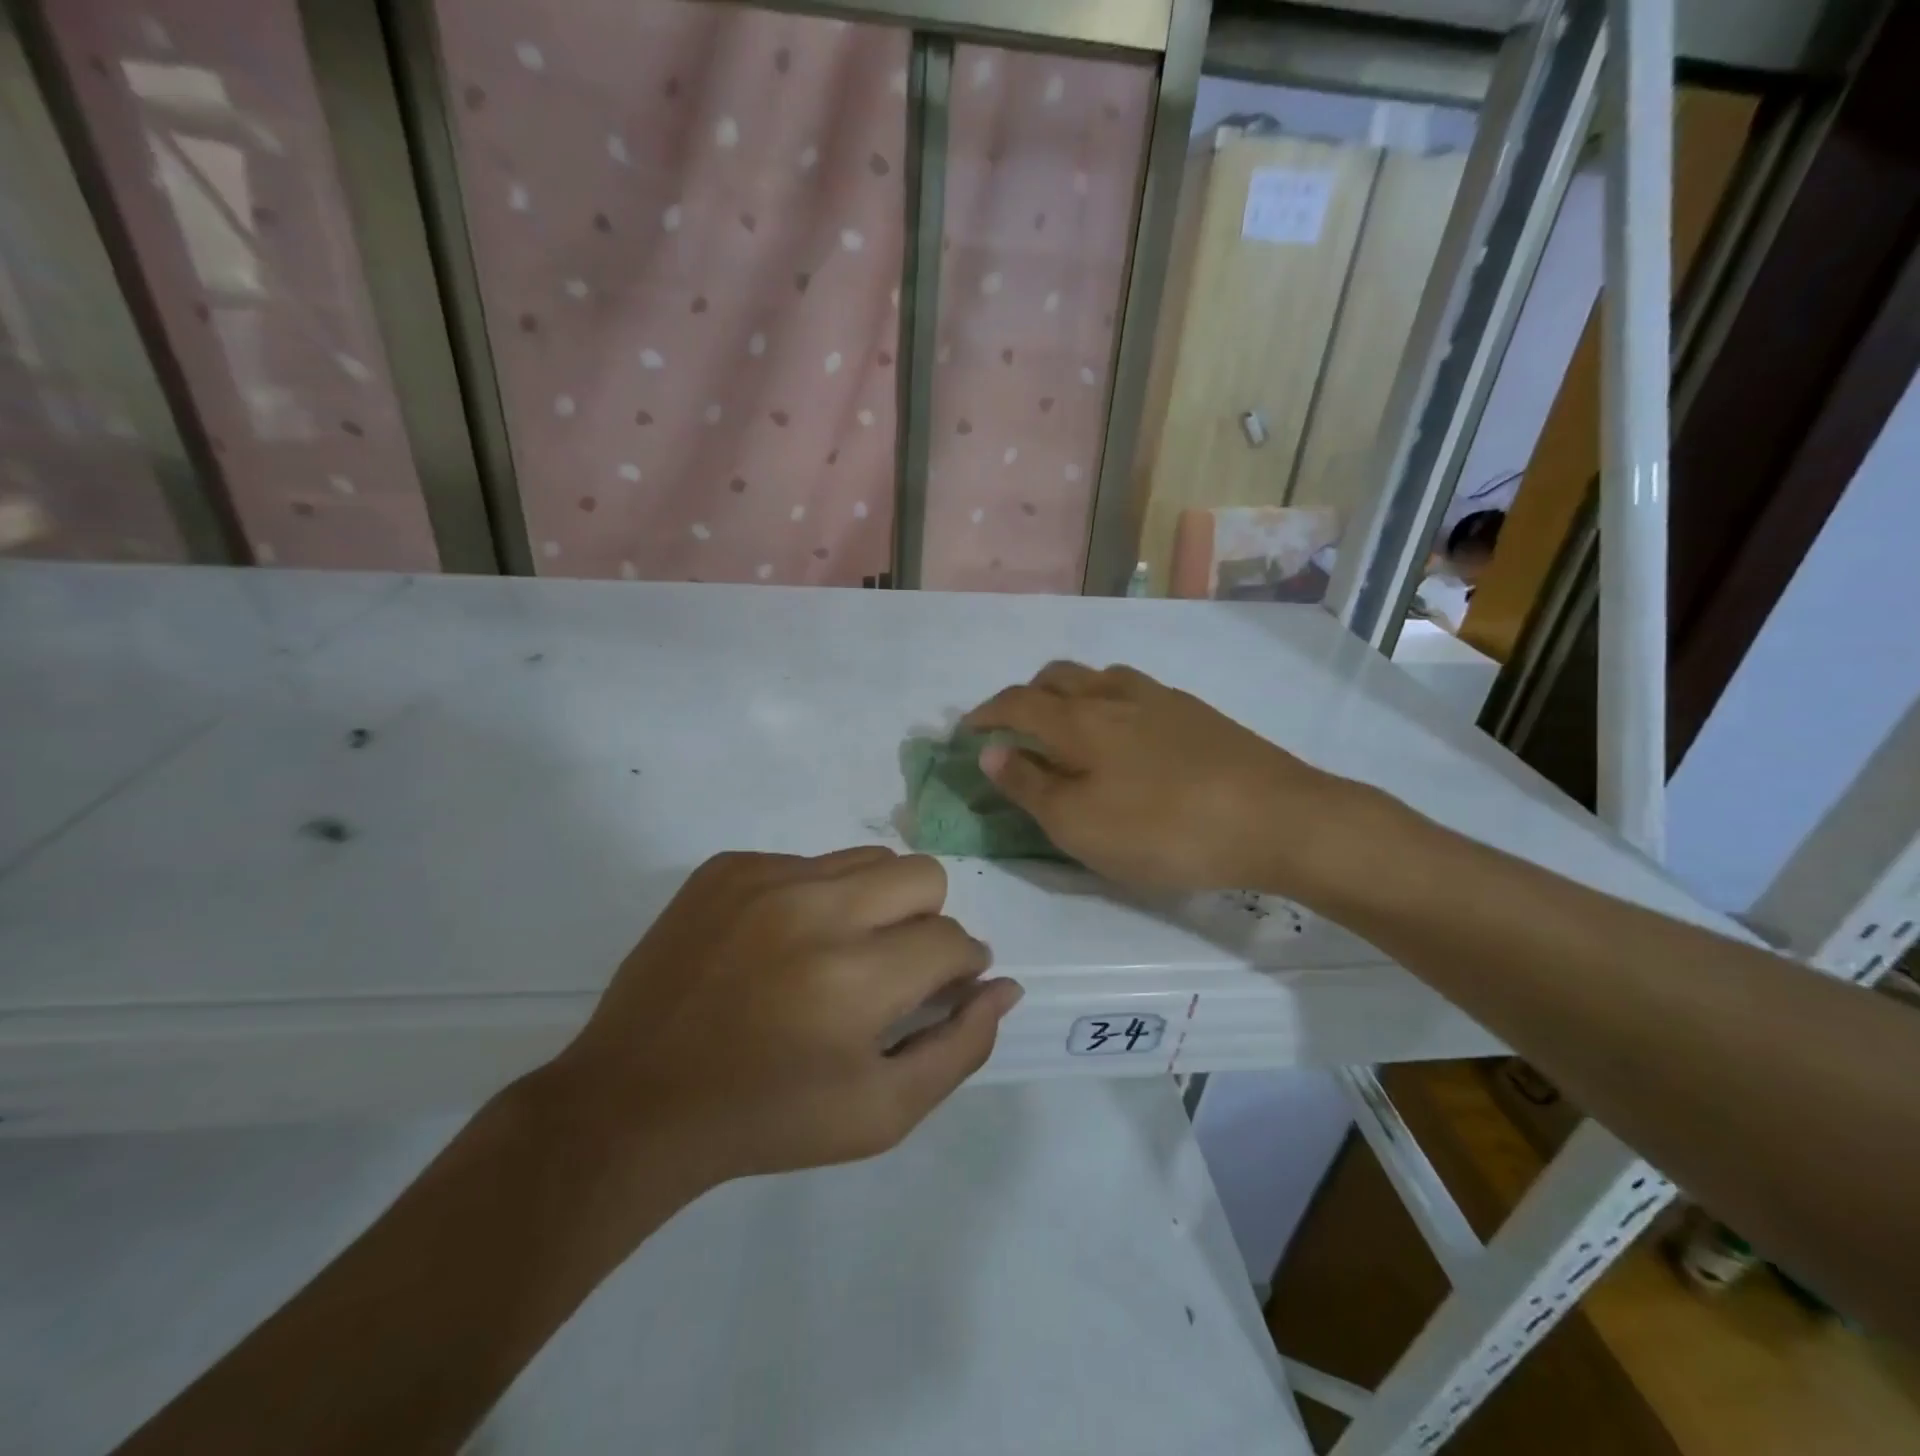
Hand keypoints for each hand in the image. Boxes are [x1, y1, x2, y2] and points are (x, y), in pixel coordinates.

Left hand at [546, 847, 1021, 1188]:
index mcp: (854, 978)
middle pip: (923, 875)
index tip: (938, 990)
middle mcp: (814, 910)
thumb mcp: (881, 1114)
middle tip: (890, 970)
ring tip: (836, 955)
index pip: (952, 940)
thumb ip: (960, 1048)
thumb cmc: (768, 1119)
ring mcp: (764, 878)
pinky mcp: (727, 867)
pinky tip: (780, 948)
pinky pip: (807, 862)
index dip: (960, 968)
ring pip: (868, 860)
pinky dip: (815, 899)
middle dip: (926, 922)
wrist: (636, 1102)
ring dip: (874, 904)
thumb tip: (1003, 985)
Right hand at [964, 662, 1344, 894]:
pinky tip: (1127, 736)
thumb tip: (991, 751)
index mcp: (1079, 719)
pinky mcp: (1196, 713)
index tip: (969, 730)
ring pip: (1100, 677)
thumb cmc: (1163, 829)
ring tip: (1070, 727)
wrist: (1276, 818)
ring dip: (1071, 694)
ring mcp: (1161, 698)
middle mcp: (1115, 694)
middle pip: (1057, 676)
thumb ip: (1029, 786)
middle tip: (1016, 728)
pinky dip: (1110, 703)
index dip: (986, 713)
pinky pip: (1135, 692)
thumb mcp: (1080, 824)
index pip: (1017, 702)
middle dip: (1026, 696)